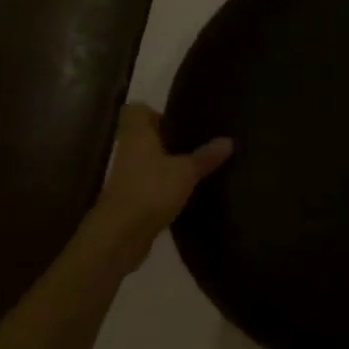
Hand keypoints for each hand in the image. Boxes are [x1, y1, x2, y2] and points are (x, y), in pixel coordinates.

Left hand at [89, 103, 232, 268]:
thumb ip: (206, 156)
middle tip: (195, 141)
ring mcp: (126, 179)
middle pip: (143, 137)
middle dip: (166, 139)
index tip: (177, 120)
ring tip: (196, 166)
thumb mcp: (186, 172)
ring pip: (147, 162)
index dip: (154, 111)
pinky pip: (149, 186)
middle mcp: (128, 152)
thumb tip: (229, 140)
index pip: (135, 110)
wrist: (119, 237)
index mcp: (137, 136)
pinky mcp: (130, 202)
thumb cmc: (151, 190)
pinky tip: (186, 193)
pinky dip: (164, 187)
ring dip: (166, 164)